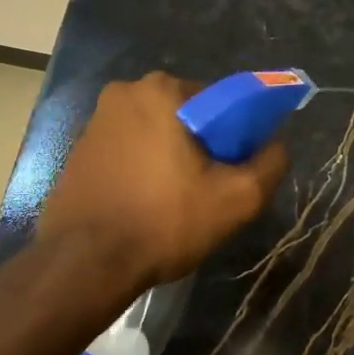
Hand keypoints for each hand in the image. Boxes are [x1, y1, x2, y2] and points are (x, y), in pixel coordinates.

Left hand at [37, 72, 289, 289]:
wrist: (85, 264)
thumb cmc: (164, 222)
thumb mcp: (237, 199)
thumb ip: (270, 164)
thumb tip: (276, 146)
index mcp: (161, 91)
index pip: (220, 101)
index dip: (236, 135)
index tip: (235, 169)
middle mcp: (123, 94)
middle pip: (186, 116)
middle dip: (202, 146)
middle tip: (208, 190)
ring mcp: (94, 123)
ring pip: (155, 135)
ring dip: (171, 159)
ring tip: (176, 204)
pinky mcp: (77, 152)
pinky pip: (127, 153)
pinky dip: (143, 171)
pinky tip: (146, 206)